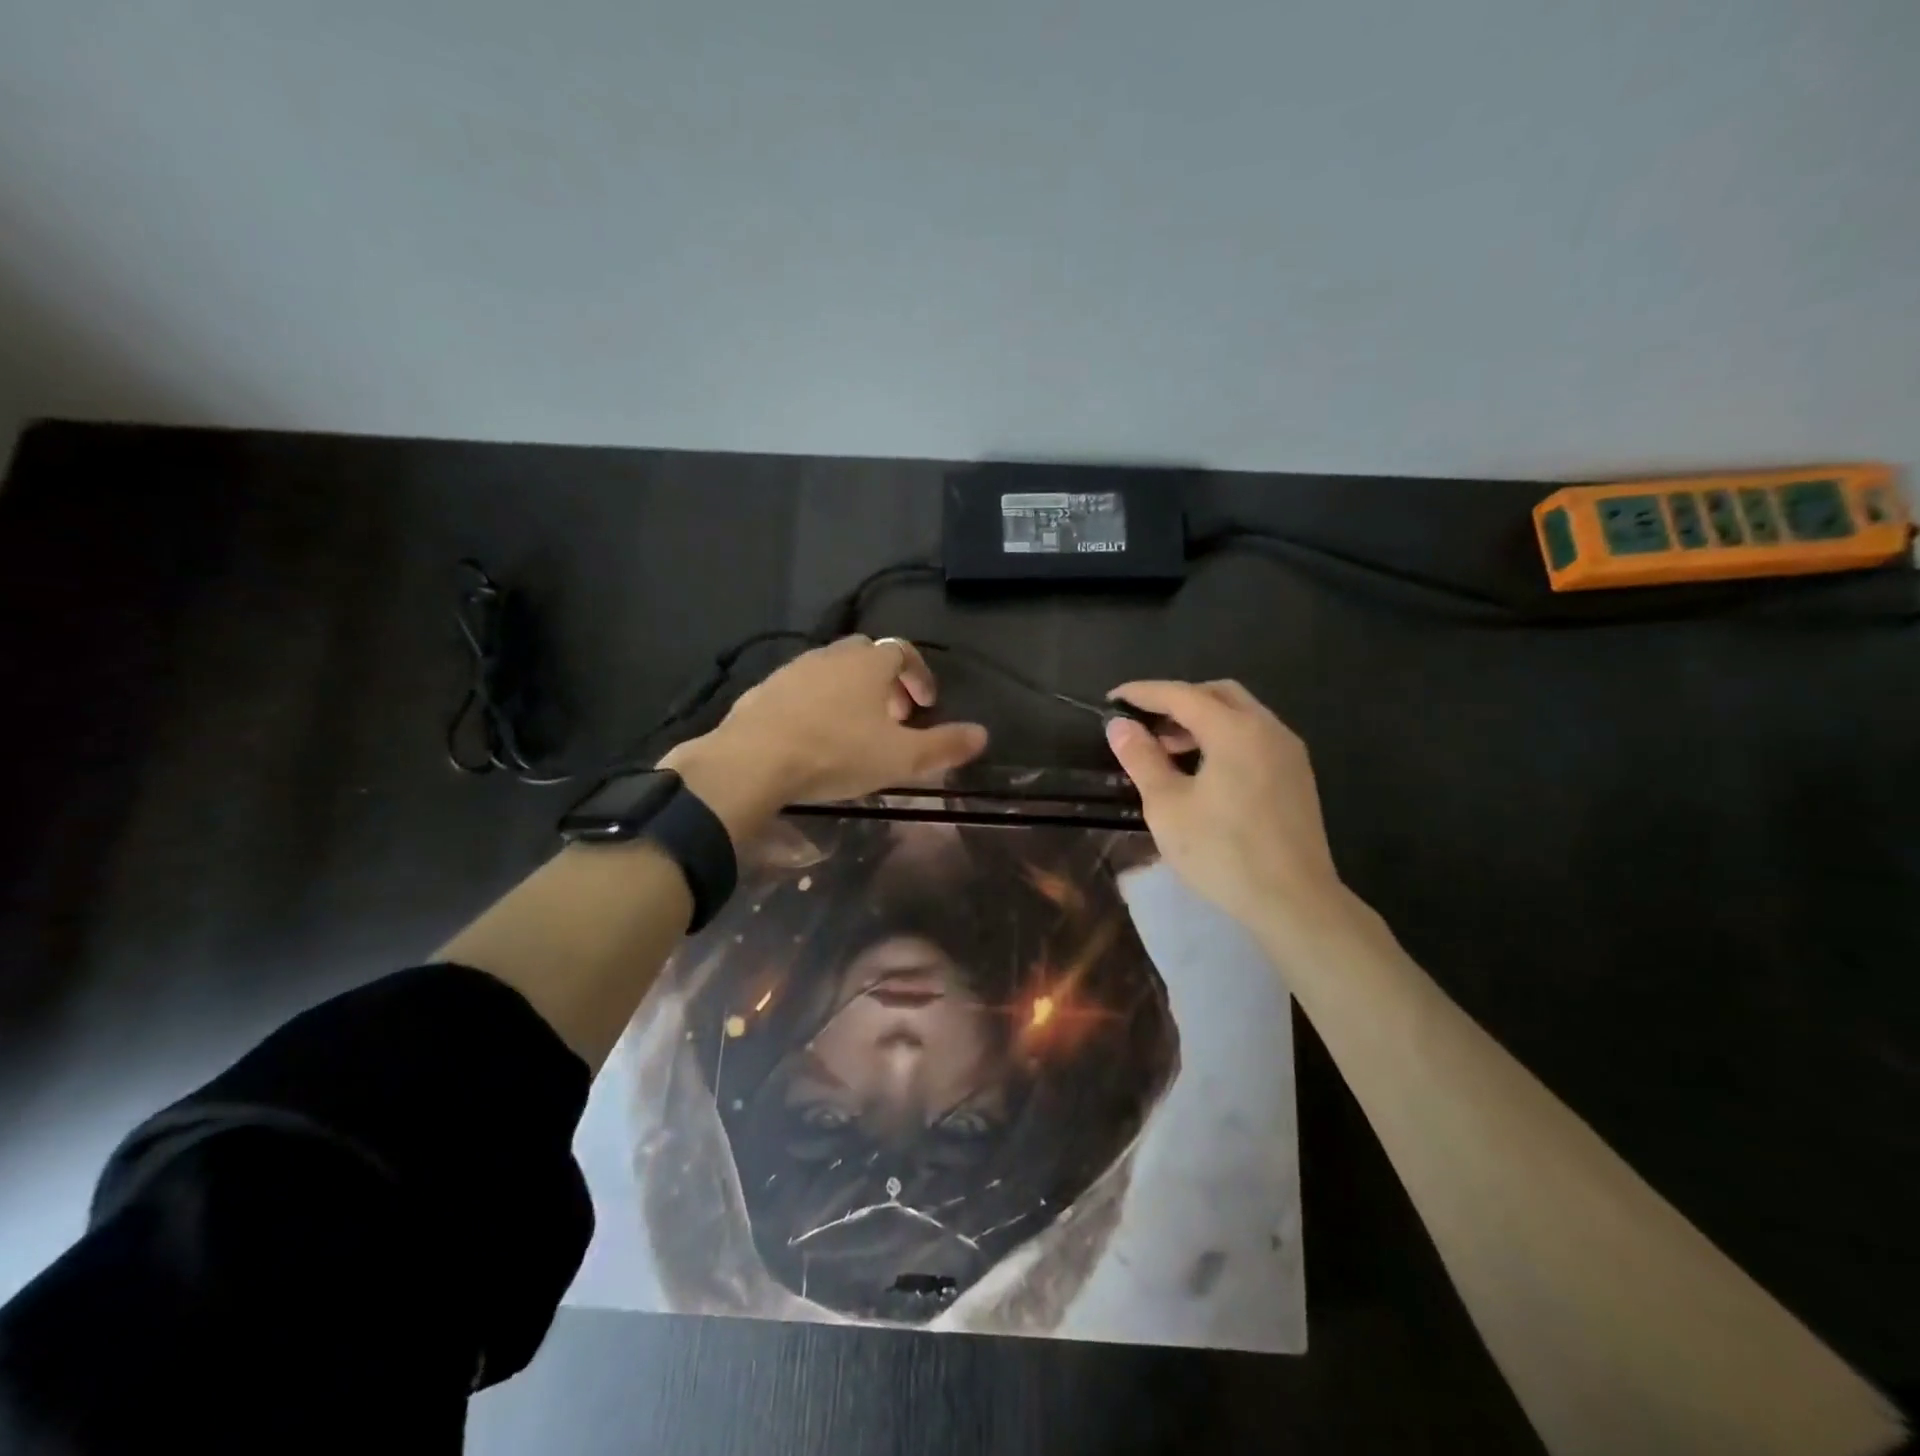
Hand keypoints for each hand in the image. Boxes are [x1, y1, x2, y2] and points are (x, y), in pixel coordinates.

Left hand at [662, 636, 988, 837]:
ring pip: (831, 670)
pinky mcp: (764, 690)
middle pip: (867, 655)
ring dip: (850, 691)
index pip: (904, 652)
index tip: (926, 705)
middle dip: (885, 681)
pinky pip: (801, 688)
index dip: (920, 676)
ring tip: (855, 728)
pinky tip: (813, 735)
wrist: (754, 760)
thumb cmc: (837, 752)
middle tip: (893, 716)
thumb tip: (983, 735)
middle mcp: (831, 656)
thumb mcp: (901, 758)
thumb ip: (945, 746)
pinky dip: (817, 703)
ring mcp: (793, 669)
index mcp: (868, 663)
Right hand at [1103, 679, 1348, 935]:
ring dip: (1201, 720)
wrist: (1294, 902)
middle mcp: (1267, 729)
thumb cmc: (1223, 853)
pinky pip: (1254, 737)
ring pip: (1240, 715)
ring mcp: (1288, 752)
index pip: (1181, 694)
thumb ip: (1142, 758)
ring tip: (1167, 750)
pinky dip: (1224, 738)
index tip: (1112, 700)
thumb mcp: (1168, 806)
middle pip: (1217, 694)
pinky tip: (1203, 770)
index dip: (1143, 693)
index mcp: (1236, 730)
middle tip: (1144, 724)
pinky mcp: (1296, 776)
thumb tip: (1120, 725)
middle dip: (1177, 701)